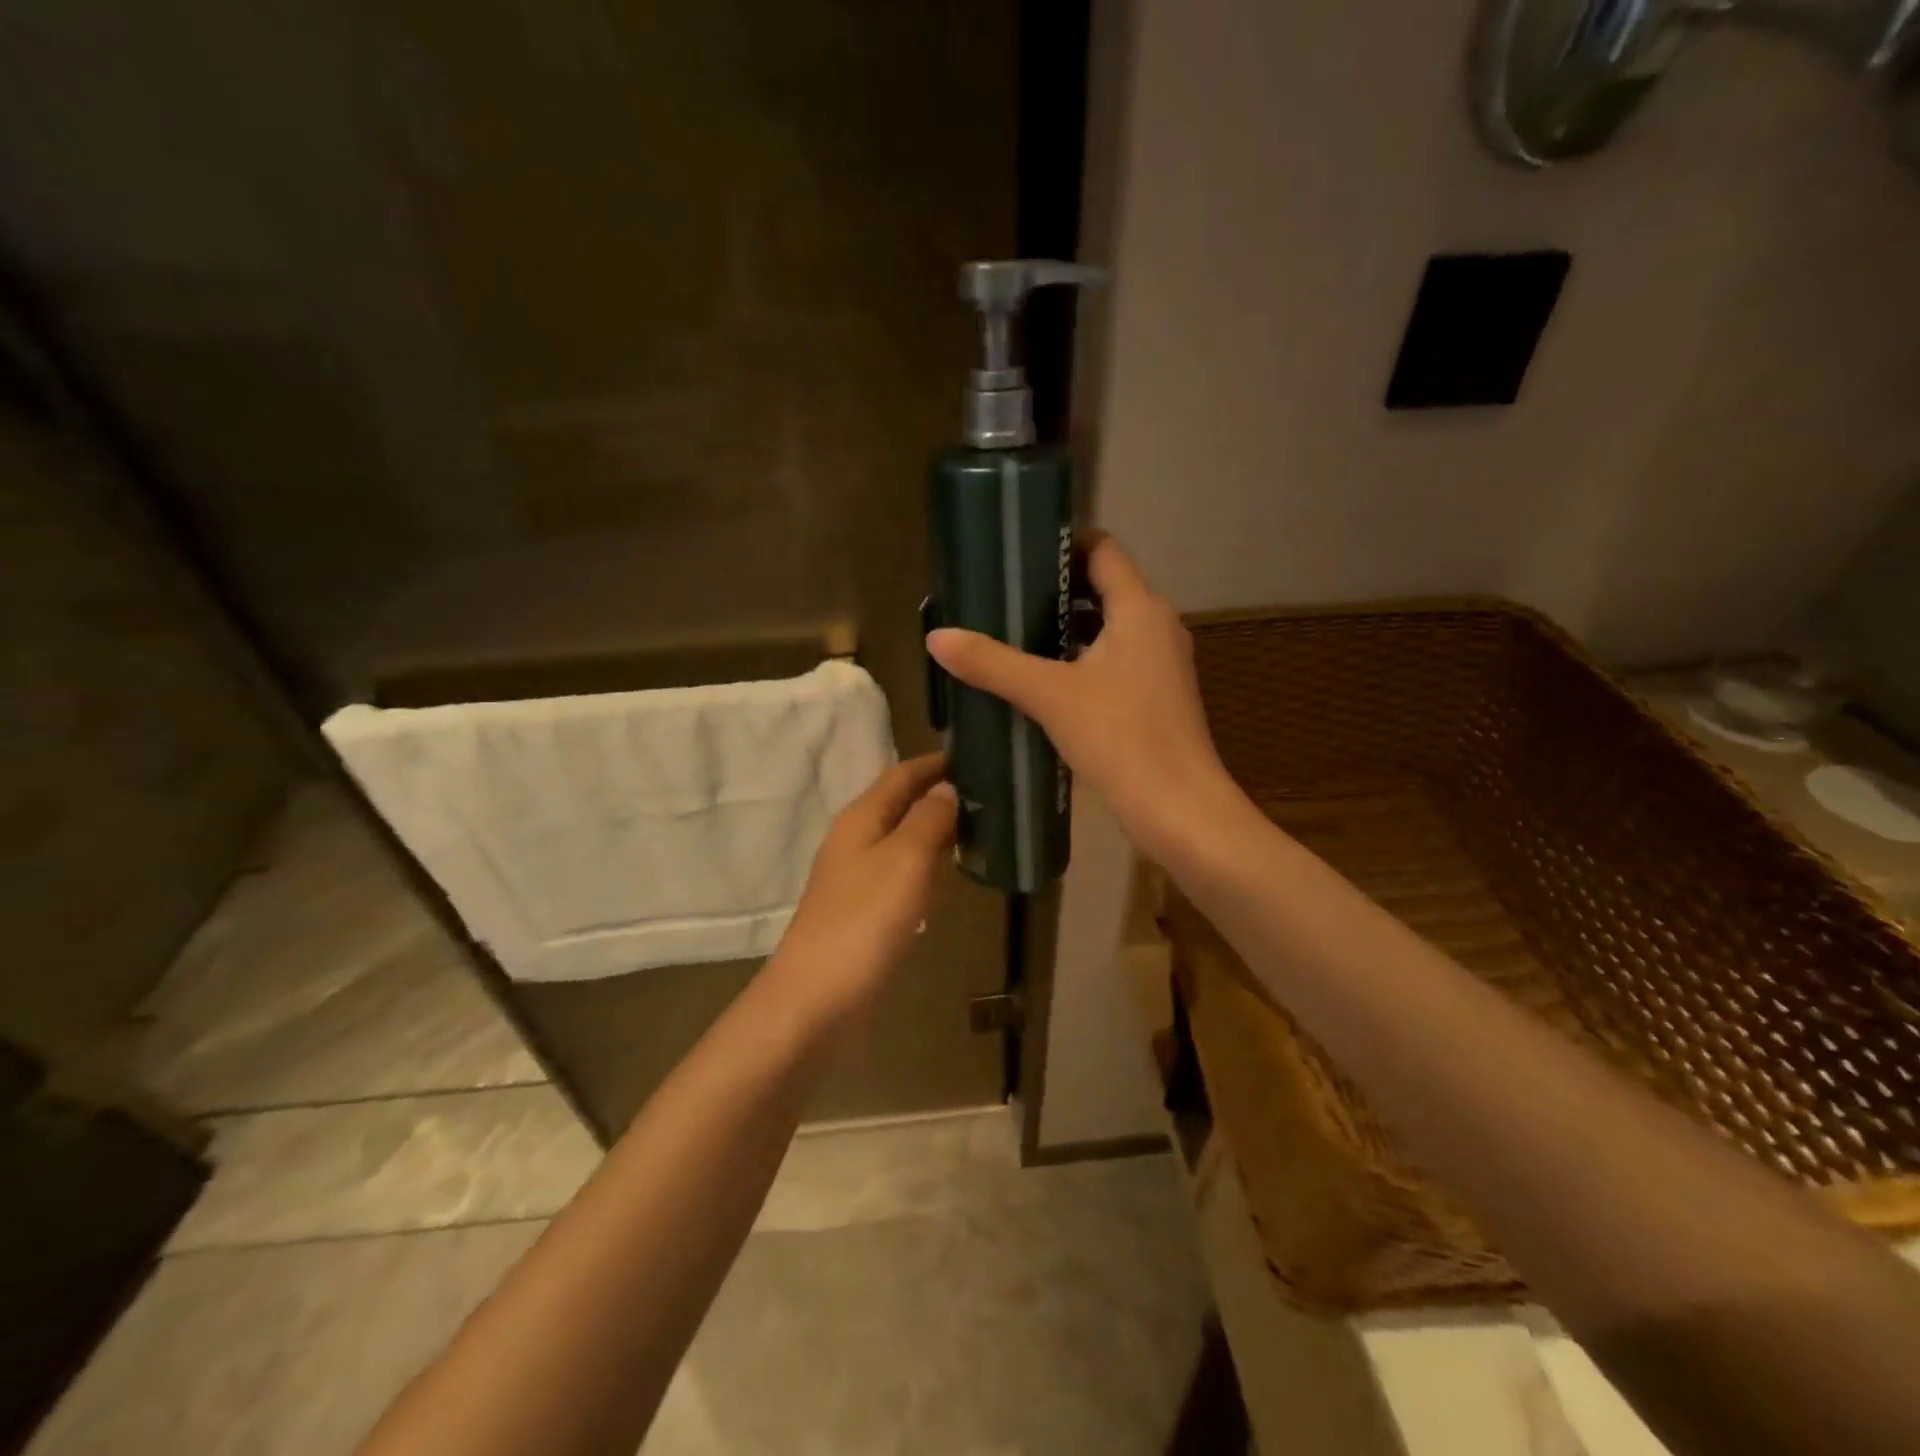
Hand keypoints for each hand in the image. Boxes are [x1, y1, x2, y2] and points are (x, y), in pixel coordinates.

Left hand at [769, 753, 957, 1027]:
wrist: (818, 1000)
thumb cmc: (864, 921)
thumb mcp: (904, 860)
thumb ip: (928, 819)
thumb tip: (947, 788)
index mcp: (860, 819)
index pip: (901, 776)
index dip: (935, 764)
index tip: (975, 755)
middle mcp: (855, 842)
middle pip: (899, 805)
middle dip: (938, 795)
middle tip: (989, 793)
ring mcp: (857, 880)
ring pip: (901, 841)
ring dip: (934, 830)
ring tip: (978, 828)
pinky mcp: (863, 914)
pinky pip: (900, 875)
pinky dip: (926, 866)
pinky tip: (948, 877)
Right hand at [926, 534, 1240, 862]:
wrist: (1178, 808)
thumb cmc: (1121, 738)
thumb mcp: (1049, 696)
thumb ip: (993, 663)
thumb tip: (937, 637)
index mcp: (1140, 609)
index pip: (1103, 550)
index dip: (1063, 543)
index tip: (1018, 553)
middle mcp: (1157, 626)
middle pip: (1104, 587)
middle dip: (1055, 589)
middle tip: (1003, 597)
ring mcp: (1161, 663)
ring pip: (1108, 628)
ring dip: (1065, 628)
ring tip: (1014, 636)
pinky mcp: (1156, 697)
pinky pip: (1113, 660)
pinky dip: (1080, 660)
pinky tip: (1043, 681)